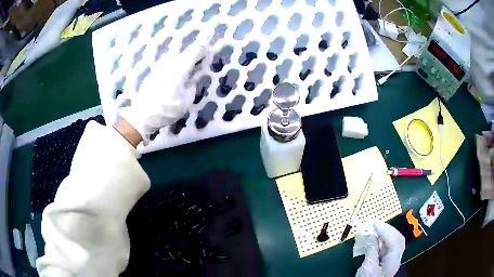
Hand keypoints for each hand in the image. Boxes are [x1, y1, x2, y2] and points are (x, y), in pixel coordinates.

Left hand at [119, 36, 208, 143]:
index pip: (195, 50)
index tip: (210, 41)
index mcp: (180, 68)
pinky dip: (174, 61)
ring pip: (173, 54)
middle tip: (201, 51)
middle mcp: (169, 62)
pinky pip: (167, 61)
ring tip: (189, 60)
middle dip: (193, 49)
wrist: (141, 116)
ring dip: (182, 54)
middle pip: (183, 50)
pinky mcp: (153, 72)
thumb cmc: (167, 109)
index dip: (203, 45)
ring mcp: (160, 66)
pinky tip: (176, 68)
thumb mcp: (186, 100)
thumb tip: (194, 77)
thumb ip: (192, 85)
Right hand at [356, 222, 404, 276]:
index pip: (394, 240)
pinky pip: (388, 247)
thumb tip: (371, 234)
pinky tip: (375, 240)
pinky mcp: (387, 261)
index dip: (386, 230)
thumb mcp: (368, 267)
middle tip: (376, 225)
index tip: (375, 225)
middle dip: (388, 230)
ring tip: (375, 230)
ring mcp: (392, 259)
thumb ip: (372, 250)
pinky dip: (383, 241)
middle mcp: (396, 258)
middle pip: (397, 239)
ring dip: (385, 234)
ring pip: (394, 242)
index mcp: (393, 260)